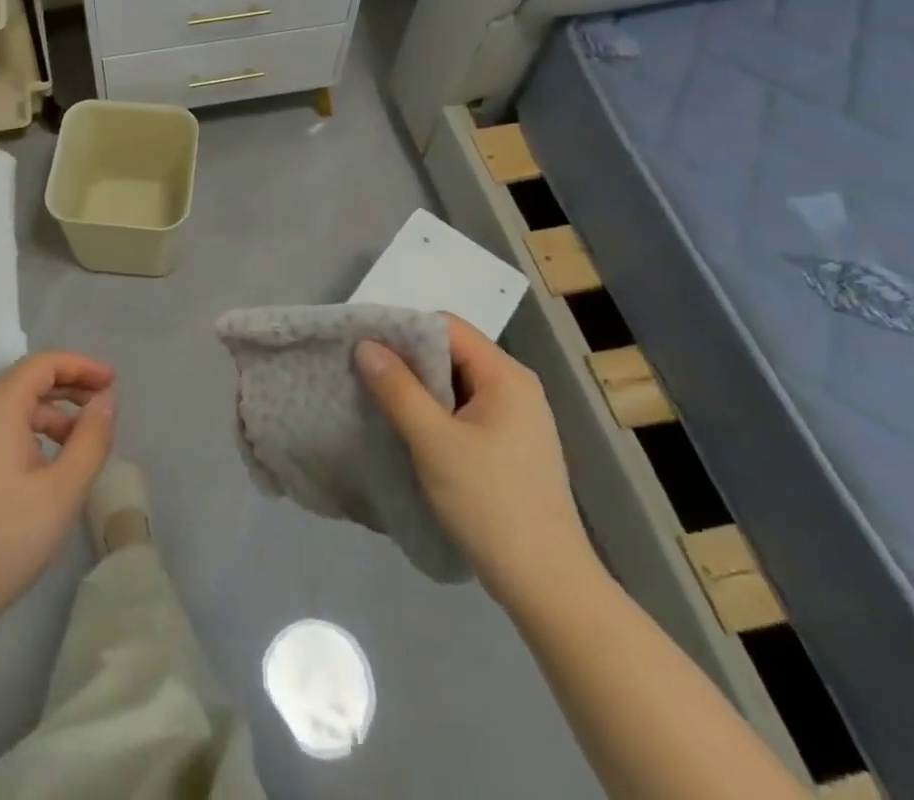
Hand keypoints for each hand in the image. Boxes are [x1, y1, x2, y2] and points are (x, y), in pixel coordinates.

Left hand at [0, 352, 116, 639]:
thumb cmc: (4, 541)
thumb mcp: (63, 490)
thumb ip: (92, 439)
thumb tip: (106, 401)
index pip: (44, 363)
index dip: (82, 366)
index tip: (113, 383)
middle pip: (26, 381)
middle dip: (69, 388)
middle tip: (104, 408)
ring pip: (10, 407)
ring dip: (50, 414)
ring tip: (80, 443)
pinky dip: (26, 432)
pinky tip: (44, 464)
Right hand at [355, 315, 597, 609]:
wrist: (548, 586)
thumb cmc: (490, 503)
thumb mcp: (433, 442)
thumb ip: (397, 389)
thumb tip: (365, 345)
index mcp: (506, 375)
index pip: (447, 327)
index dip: (404, 330)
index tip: (366, 347)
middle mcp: (516, 387)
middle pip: (452, 353)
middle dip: (409, 361)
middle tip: (367, 374)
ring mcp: (518, 419)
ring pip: (457, 384)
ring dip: (420, 390)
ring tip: (381, 402)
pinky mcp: (512, 448)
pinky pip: (466, 412)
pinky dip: (437, 414)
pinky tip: (411, 432)